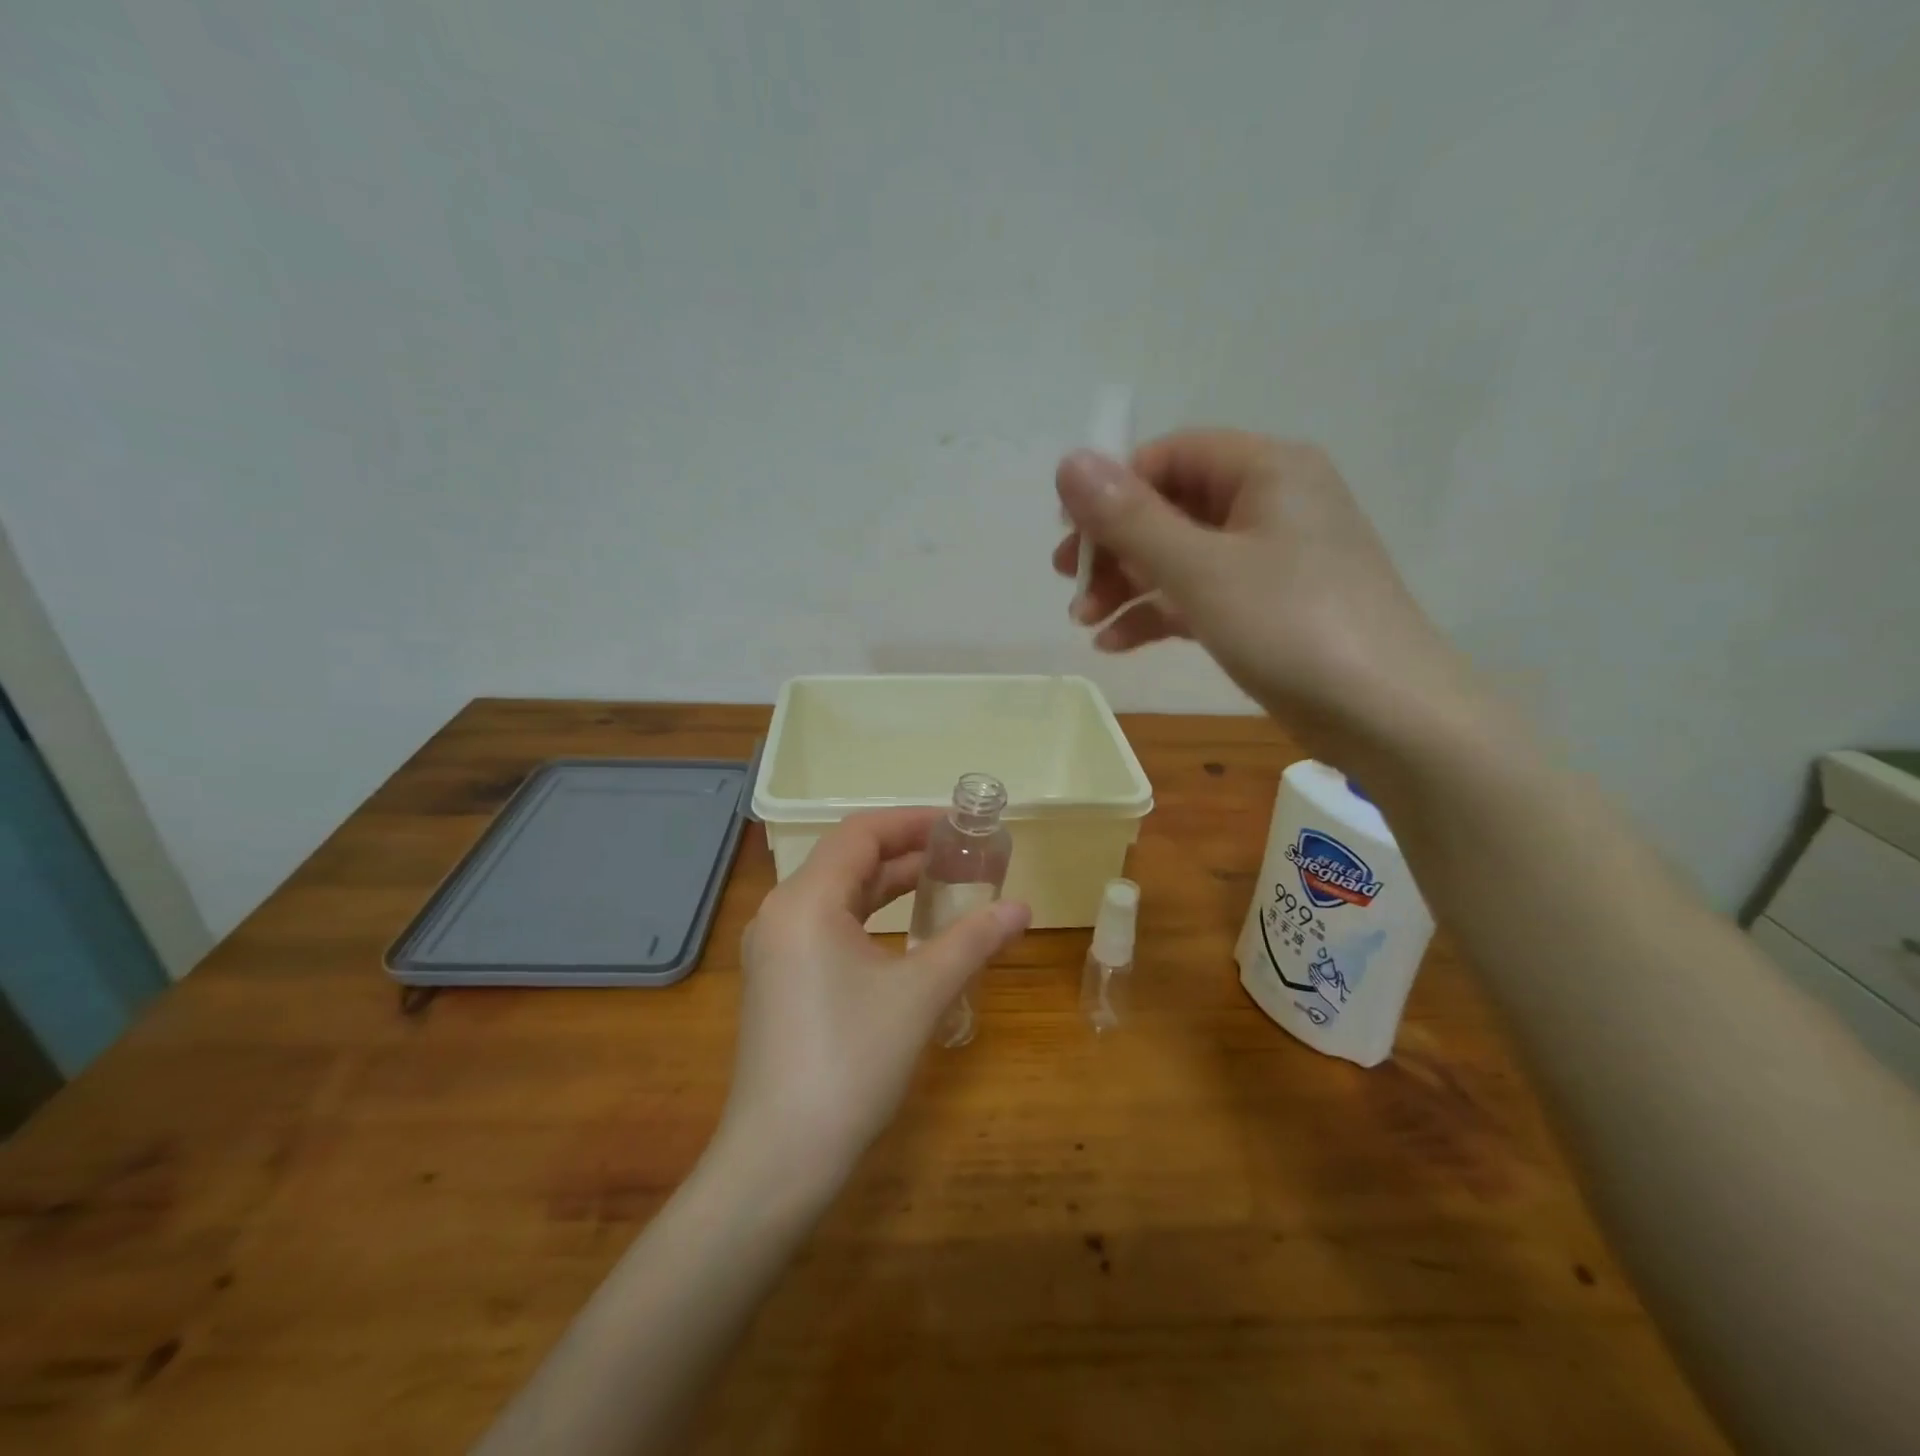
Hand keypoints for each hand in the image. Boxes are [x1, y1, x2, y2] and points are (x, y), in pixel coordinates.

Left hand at [722, 809, 1029, 1180]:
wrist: (779, 1158)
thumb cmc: (851, 1062)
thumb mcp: (920, 994)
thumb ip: (972, 941)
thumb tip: (1022, 908)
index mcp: (806, 900)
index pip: (861, 833)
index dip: (912, 822)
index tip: (959, 825)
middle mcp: (781, 912)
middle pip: (847, 859)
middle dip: (904, 851)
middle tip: (961, 852)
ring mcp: (774, 948)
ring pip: (836, 893)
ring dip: (887, 884)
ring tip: (942, 882)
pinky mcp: (777, 978)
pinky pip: (826, 924)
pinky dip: (867, 915)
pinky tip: (903, 931)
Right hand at [1053, 430, 1473, 754]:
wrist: (1387, 714)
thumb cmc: (1292, 626)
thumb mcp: (1200, 570)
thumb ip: (1130, 518)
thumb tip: (1068, 462)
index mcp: (1267, 470)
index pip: (1170, 456)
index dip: (1113, 492)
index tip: (1071, 540)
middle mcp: (1271, 502)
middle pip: (1172, 507)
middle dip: (1116, 549)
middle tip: (1072, 586)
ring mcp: (1272, 558)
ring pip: (1182, 556)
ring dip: (1130, 586)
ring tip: (1086, 623)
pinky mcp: (1269, 607)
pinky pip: (1202, 594)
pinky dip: (1159, 614)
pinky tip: (1118, 644)